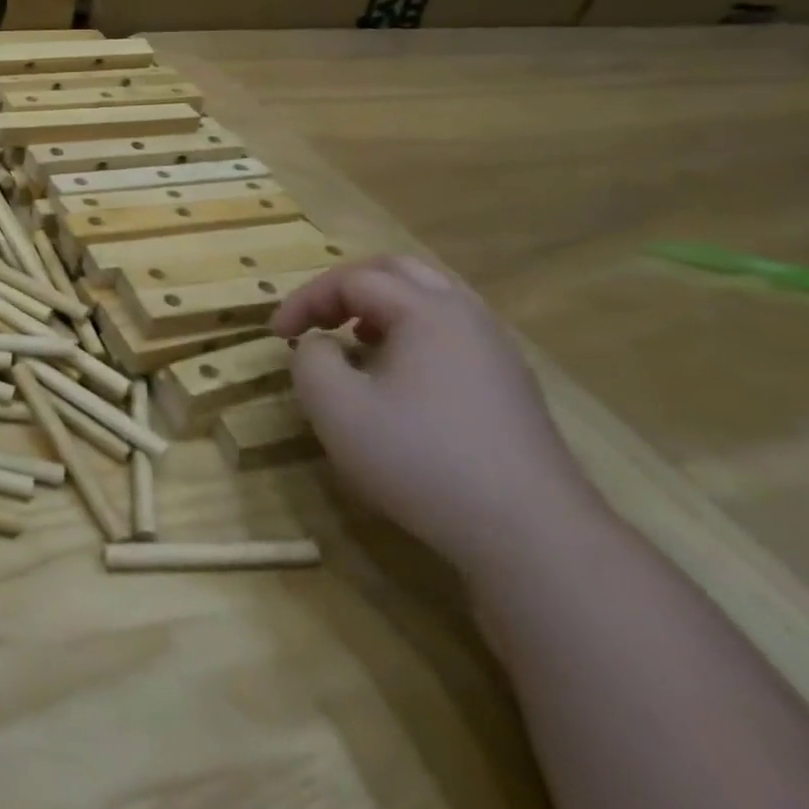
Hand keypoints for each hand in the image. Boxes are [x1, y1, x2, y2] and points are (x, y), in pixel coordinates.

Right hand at [272, 256, 599, 576]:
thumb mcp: (336, 408)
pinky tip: (397, 377)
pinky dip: (411, 334)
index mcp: (426, 311)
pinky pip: (452, 333)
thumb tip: (319, 345)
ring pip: (431, 299)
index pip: (352, 279)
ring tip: (354, 339)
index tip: (276, 334)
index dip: (305, 299)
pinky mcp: (511, 387)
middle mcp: (467, 317)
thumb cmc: (422, 460)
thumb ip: (310, 360)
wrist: (532, 536)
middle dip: (347, 286)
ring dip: (382, 308)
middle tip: (317, 317)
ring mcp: (497, 352)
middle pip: (399, 272)